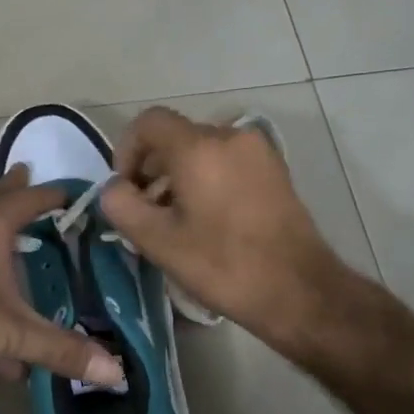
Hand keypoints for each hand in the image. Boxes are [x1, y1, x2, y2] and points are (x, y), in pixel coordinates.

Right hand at [100, 107, 346, 346]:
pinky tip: (208, 221)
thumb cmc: (222, 265)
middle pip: (175, 137)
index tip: (126, 189)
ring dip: (178, 177)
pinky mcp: (275, 171)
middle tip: (146, 212)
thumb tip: (115, 188)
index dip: (126, 151)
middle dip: (152, 169)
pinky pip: (227, 162)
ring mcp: (258, 152)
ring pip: (202, 151)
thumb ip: (121, 205)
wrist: (298, 290)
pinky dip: (207, 180)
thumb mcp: (157, 241)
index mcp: (199, 147)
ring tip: (176, 222)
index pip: (148, 123)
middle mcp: (230, 136)